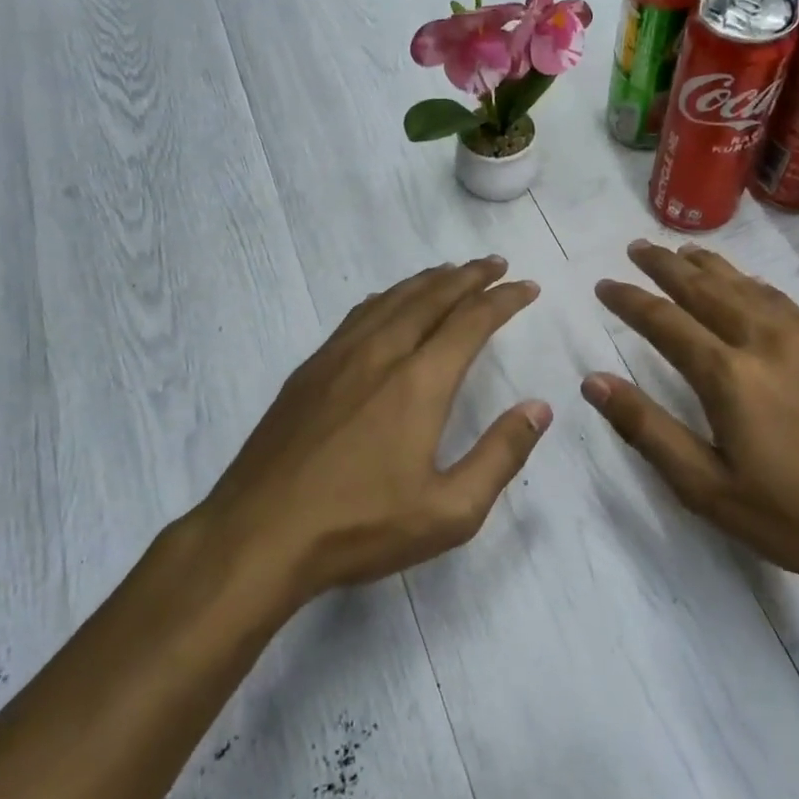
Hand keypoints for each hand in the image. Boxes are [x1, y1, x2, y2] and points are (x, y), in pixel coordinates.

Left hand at [191, 256, 550, 605]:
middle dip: (468, 276)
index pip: (471, 321)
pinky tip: (388, 304)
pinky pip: (357, 316)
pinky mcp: (308, 371)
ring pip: (390, 300)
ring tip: (451, 273)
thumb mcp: (449, 511)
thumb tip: (539, 408)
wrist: (259, 535)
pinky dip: (386, 298)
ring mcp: (337, 358)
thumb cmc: (360, 527)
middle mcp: (379, 355)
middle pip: (430, 297)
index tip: (528, 287)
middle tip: (496, 264)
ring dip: (427, 281)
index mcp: (418, 383)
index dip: (503, 300)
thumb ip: (500, 456)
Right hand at [583, 240, 798, 599]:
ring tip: (683, 252)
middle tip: (636, 247)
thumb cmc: (795, 517)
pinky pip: (783, 301)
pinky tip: (748, 285)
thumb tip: (594, 382)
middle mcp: (765, 342)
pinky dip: (752, 283)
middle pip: (706, 289)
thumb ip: (648, 430)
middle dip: (666, 266)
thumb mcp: (707, 488)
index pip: (666, 322)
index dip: (630, 301)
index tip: (604, 284)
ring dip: (710, 266)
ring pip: (747, 288)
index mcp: (729, 375)